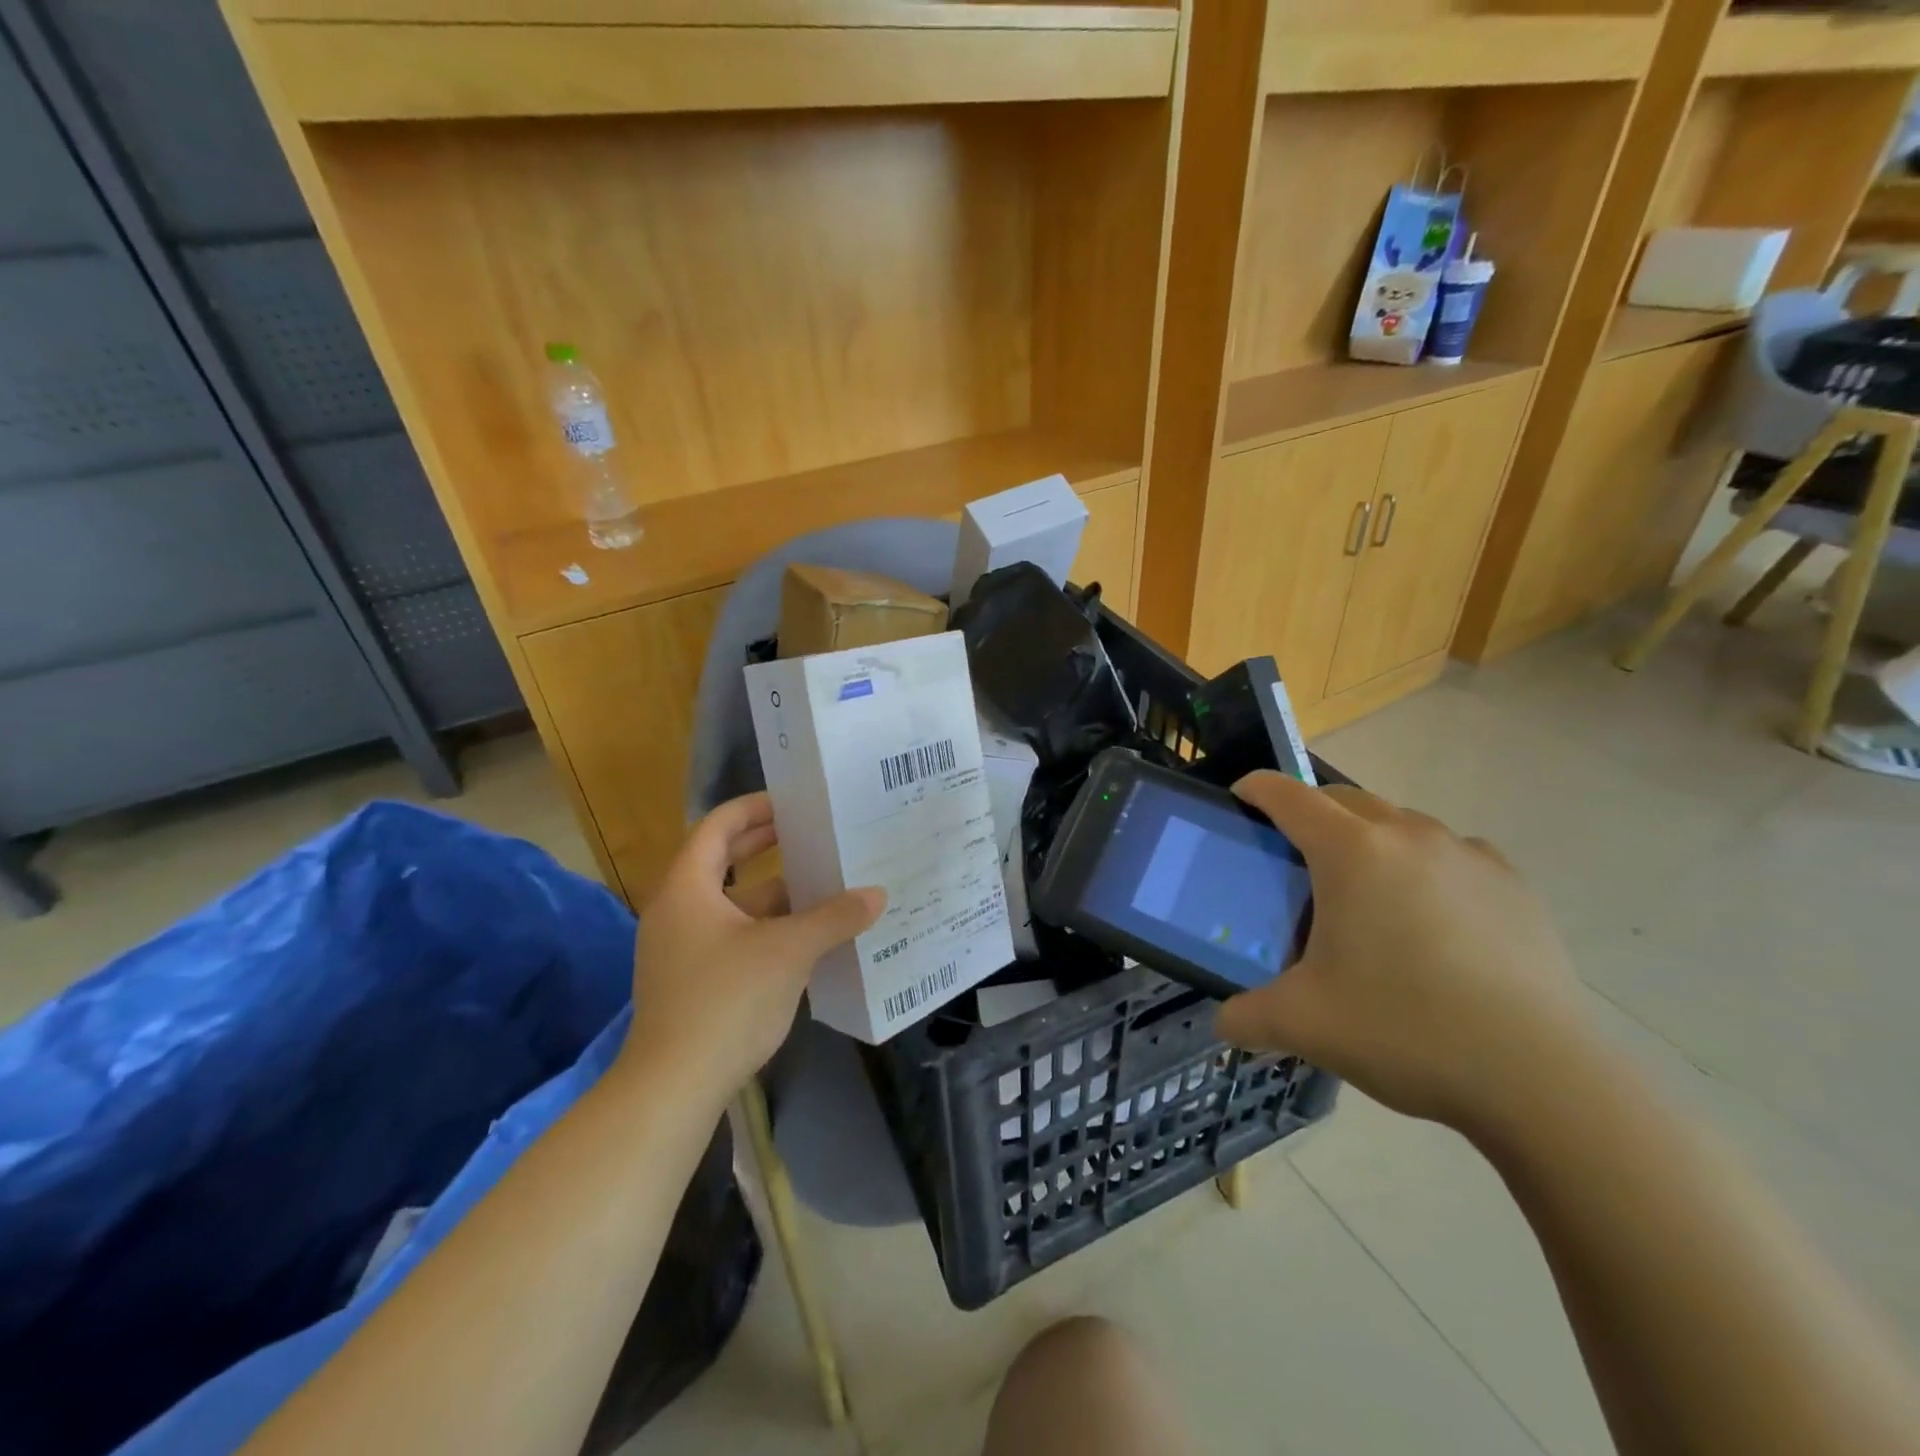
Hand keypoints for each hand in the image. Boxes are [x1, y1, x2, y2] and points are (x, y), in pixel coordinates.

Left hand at [621, 793, 884, 1102]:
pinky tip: (807, 935)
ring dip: (774, 892)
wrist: (673, 1088)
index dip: (755, 808)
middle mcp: (678, 910)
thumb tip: (877, 894)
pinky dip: (767, 927)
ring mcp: (683, 948)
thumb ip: (834, 917)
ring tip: (823, 882)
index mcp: (687, 887)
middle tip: (813, 832)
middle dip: (767, 845)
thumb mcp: (788, 951)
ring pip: (733, 903)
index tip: (795, 802)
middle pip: (722, 860)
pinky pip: (734, 935)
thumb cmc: (725, 1001)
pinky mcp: (693, 980)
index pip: (718, 826)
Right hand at [1215, 772, 1596, 1135]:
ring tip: (1365, 894)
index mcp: (1350, 852)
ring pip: (1400, 823)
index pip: (1288, 796)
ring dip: (1370, 839)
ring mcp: (1467, 855)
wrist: (1540, 1078)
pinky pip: (1452, 853)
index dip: (1255, 789)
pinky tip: (1430, 917)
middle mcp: (1408, 835)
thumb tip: (1224, 1023)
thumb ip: (1246, 1016)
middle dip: (1310, 812)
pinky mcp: (1513, 884)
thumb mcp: (1302, 1024)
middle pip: (1344, 798)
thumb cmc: (1403, 1029)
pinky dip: (1426, 866)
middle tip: (1293, 857)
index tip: (1239, 798)